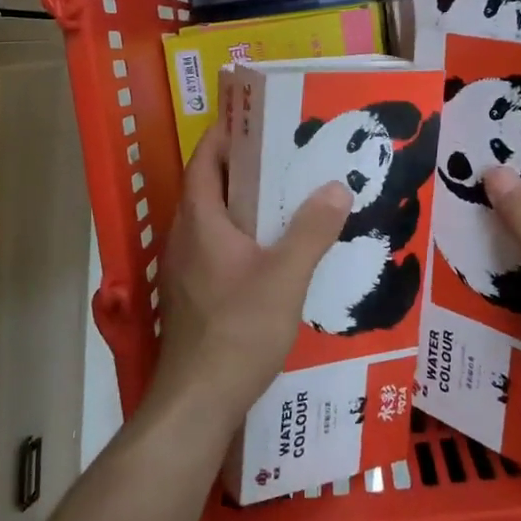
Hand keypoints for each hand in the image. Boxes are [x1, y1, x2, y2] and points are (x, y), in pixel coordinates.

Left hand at [149, 124, 352, 438]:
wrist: (197, 401)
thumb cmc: (238, 331)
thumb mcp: (285, 277)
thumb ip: (311, 231)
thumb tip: (336, 187)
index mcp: (199, 221)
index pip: (206, 160)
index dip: (227, 135)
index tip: (260, 120)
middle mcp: (184, 238)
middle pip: (209, 187)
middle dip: (244, 168)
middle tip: (288, 157)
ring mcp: (184, 269)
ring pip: (213, 221)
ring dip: (243, 205)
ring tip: (287, 200)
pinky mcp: (192, 296)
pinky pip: (216, 249)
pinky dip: (241, 238)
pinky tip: (274, 254)